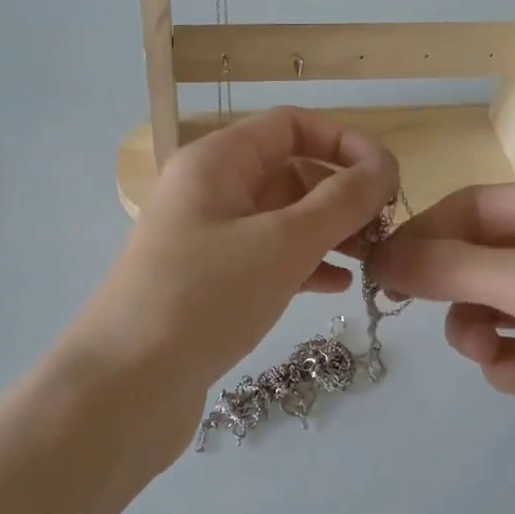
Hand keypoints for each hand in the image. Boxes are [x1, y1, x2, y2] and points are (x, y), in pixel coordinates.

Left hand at [64, 108, 398, 462]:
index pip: (292, 126)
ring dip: (329, 232)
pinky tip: (338, 286)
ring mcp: (207, 240)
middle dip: (341, 193)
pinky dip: (305, 265)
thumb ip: (341, 201)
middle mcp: (209, 192)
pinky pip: (268, 259)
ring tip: (372, 259)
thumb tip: (384, 167)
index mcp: (217, 162)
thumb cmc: (205, 298)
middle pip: (290, 172)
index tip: (389, 178)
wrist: (125, 387)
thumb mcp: (282, 243)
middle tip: (384, 230)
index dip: (345, 142)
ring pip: (282, 220)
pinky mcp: (210, 284)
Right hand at [370, 180, 514, 496]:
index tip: (381, 268)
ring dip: (482, 335)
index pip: (473, 208)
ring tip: (496, 356)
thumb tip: (382, 258)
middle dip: (454, 291)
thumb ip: (454, 268)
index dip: (425, 234)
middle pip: (476, 261)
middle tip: (412, 310)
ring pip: (489, 311)